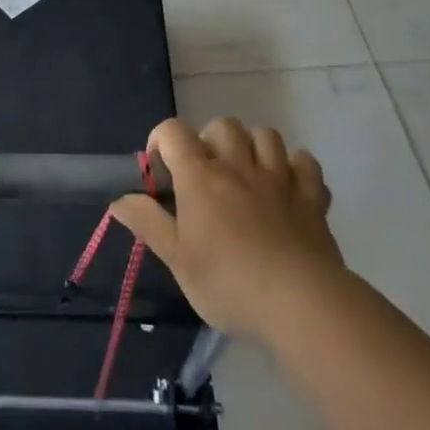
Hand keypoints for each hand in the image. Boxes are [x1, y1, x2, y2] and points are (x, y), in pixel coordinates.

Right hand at [110, 117, 343, 340]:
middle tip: (206, 173)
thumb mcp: (178, 260)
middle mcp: (238, 166)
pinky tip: (287, 186)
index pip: (173, 132)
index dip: (161, 139)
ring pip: (265, 135)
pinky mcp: (310, 196)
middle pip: (222, 126)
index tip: (160, 168)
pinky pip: (305, 163)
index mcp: (200, 177)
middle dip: (210, 140)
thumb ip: (148, 223)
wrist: (301, 303)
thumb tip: (118, 199)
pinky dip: (295, 167)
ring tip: (246, 173)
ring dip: (253, 146)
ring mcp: (278, 177)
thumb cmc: (230, 283)